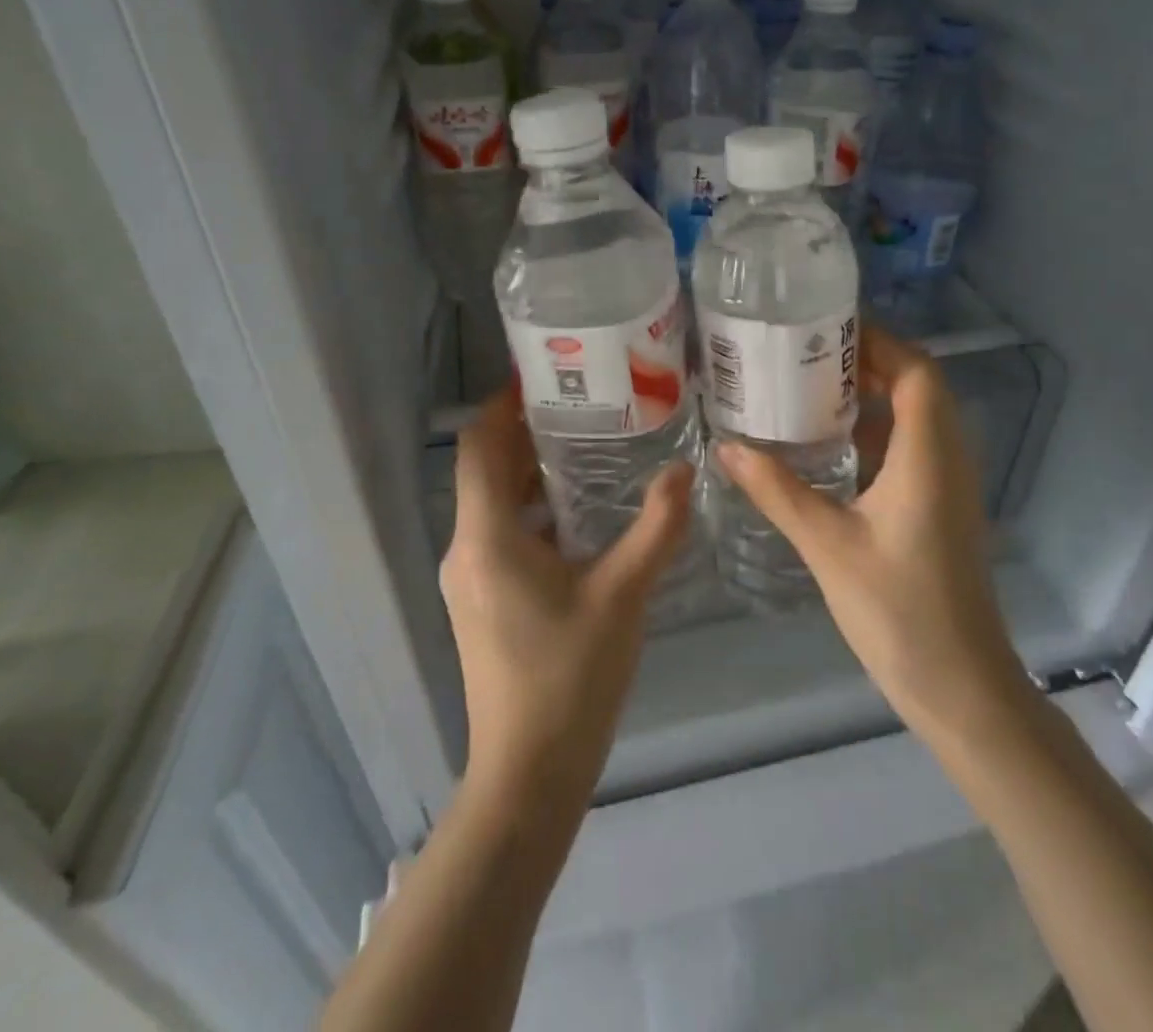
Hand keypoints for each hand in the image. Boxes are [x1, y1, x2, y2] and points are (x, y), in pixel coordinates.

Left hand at [441, 388, 693, 813]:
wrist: (529, 776)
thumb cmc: (570, 678)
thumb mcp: (623, 595)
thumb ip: (656, 527)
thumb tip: (686, 470)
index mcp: (487, 536)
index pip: (478, 446)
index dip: (503, 404)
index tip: (545, 376)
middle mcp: (467, 548)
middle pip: (486, 469)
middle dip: (528, 433)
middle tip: (584, 403)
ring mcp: (472, 578)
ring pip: (495, 503)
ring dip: (533, 472)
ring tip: (590, 446)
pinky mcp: (484, 601)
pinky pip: (503, 534)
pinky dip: (535, 510)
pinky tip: (582, 513)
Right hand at [713, 328, 1025, 751]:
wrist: (960, 685)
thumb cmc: (898, 610)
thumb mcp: (827, 544)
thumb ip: (777, 490)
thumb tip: (727, 447)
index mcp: (929, 455)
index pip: (916, 370)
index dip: (878, 341)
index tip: (825, 328)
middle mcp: (948, 457)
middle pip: (917, 385)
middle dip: (867, 361)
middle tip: (806, 354)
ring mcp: (950, 484)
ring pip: (917, 416)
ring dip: (872, 395)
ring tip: (811, 387)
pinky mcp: (941, 507)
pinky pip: (913, 447)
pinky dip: (876, 431)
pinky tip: (831, 444)